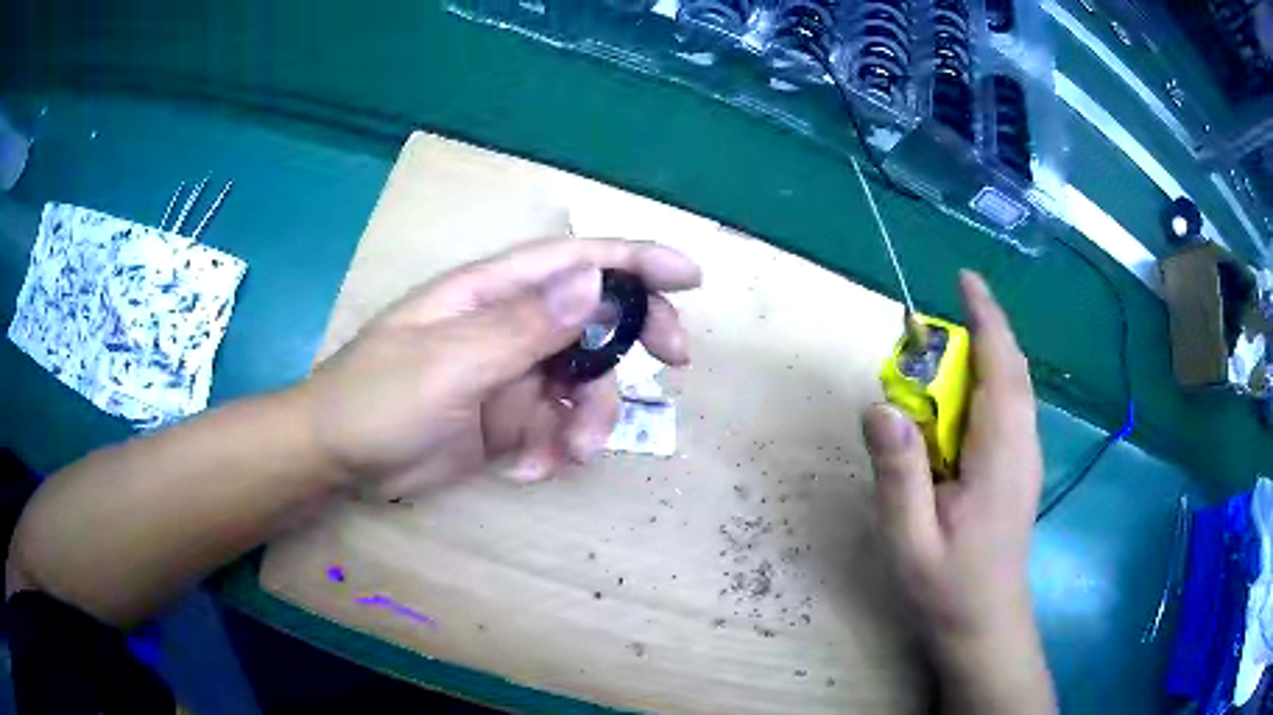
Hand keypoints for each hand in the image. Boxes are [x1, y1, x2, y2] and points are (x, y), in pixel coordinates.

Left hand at [303, 238, 701, 497]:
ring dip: (591, 418)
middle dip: (637, 337)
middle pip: (595, 316)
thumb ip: (521, 328)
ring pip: (583, 383)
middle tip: (675, 362)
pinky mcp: (507, 418)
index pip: (575, 261)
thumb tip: (593, 282)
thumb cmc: (377, 399)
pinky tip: (528, 470)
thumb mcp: (448, 365)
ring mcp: (510, 373)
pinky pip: (556, 426)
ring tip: (571, 453)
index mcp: (491, 293)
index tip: (690, 277)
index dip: (636, 260)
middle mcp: (508, 325)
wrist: (338, 460)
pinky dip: (556, 449)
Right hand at [863, 271, 1053, 712]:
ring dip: (983, 357)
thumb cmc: (948, 588)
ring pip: (1013, 388)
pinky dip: (987, 384)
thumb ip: (899, 474)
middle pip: (1011, 371)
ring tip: (939, 358)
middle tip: (928, 331)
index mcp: (1000, 457)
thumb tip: (880, 406)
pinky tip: (958, 404)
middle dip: (980, 333)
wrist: (987, 623)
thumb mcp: (909, 539)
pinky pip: (1010, 408)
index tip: (965, 281)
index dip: (987, 319)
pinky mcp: (1021, 467)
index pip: (1001, 369)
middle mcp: (1023, 446)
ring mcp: (1026, 457)